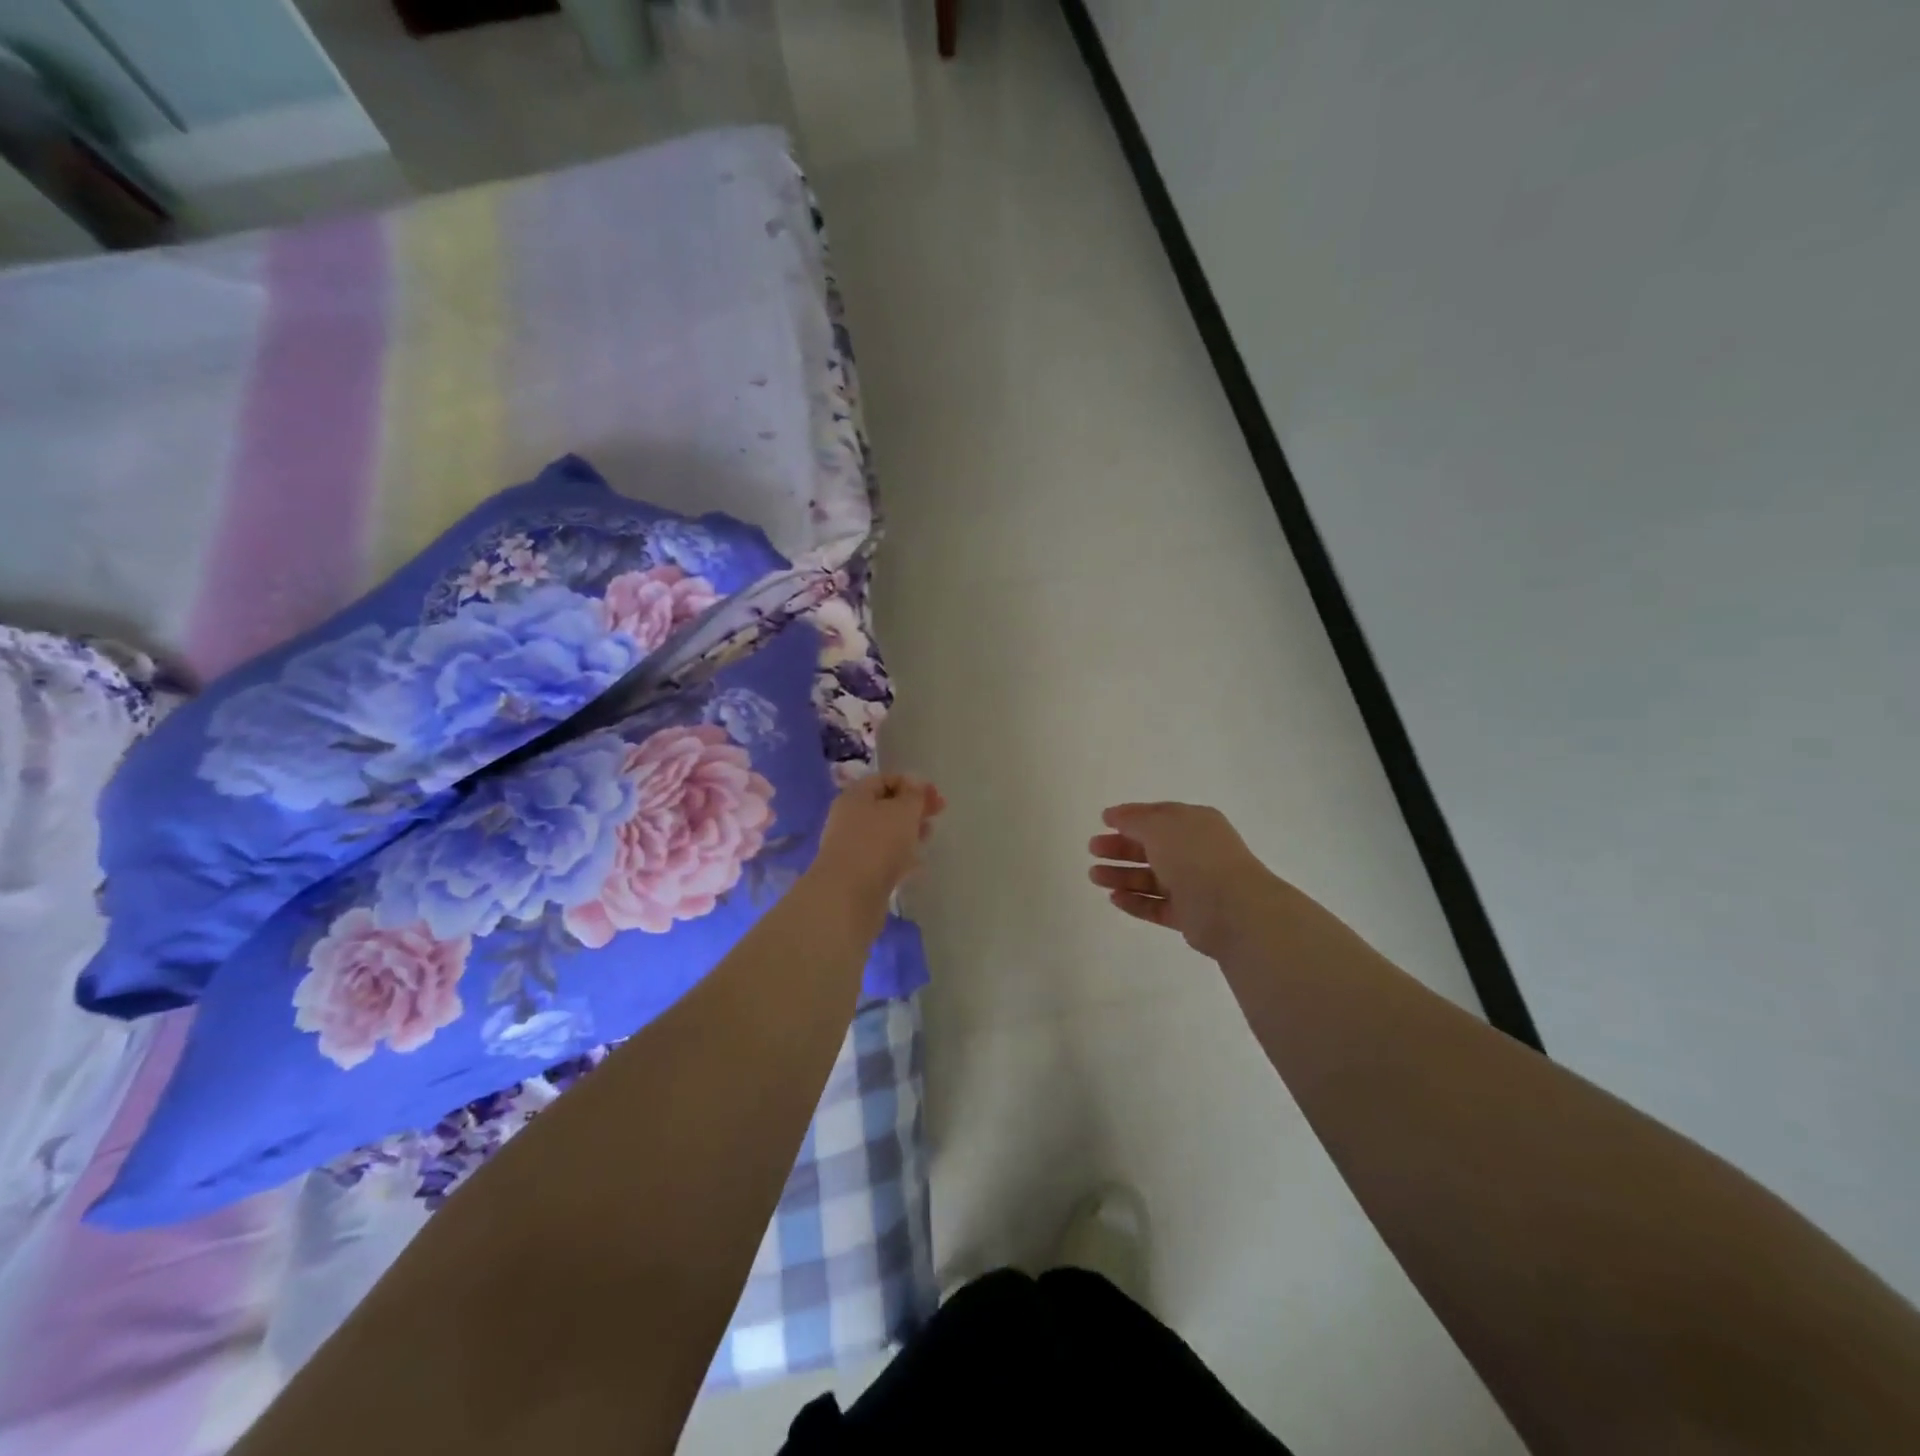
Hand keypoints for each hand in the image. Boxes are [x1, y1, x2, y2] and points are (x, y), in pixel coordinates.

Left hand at [809, 773, 944, 908]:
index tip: (935, 795)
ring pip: (885, 833)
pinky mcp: (859, 874)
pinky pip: (884, 858)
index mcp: (855, 796)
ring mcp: (853, 848)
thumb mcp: (903, 810)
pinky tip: (917, 863)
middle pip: (885, 807)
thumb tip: (915, 785)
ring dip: (908, 832)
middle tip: (938, 814)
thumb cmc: (877, 842)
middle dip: (912, 808)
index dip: (911, 783)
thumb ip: (914, 795)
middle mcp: (849, 819)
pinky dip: (900, 856)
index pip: (884, 780)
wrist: (849, 895)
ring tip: (929, 836)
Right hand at [1089, 801, 1274, 959]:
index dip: (1130, 817)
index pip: (1158, 816)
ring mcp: (1193, 885)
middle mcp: (1195, 852)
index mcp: (1194, 824)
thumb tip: (1114, 815)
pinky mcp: (1189, 915)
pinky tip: (1114, 898)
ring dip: (1122, 876)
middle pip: (1151, 848)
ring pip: (1151, 878)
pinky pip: (1156, 906)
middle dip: (1120, 848)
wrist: (1233, 908)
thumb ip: (1133, 820)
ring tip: (1095, 876)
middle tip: (1093, 849)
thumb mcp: (1160, 827)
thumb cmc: (1195, 857)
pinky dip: (1135, 902)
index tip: (1103, 821)